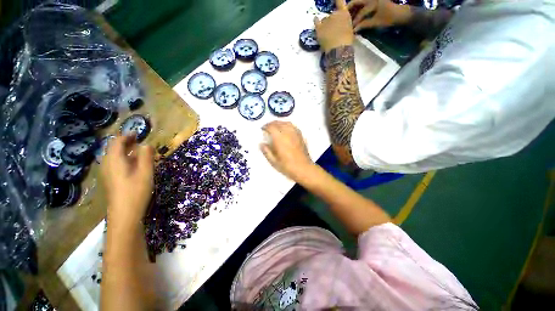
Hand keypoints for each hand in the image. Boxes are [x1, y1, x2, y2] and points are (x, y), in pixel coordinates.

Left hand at [101, 135, 154, 226]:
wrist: (124, 214)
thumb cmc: (135, 191)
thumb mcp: (145, 172)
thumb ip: (146, 156)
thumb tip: (147, 144)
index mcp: (114, 160)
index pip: (116, 142)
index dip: (126, 136)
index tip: (137, 133)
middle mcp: (107, 165)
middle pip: (113, 149)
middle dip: (125, 143)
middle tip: (138, 140)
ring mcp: (107, 174)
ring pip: (114, 157)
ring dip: (125, 151)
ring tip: (138, 151)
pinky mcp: (111, 180)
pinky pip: (115, 164)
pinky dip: (124, 159)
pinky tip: (133, 164)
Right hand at [261, 121, 313, 180]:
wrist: (303, 169)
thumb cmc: (287, 166)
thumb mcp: (273, 161)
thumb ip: (266, 151)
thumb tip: (261, 144)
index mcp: (279, 138)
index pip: (271, 127)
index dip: (265, 126)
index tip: (262, 129)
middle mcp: (287, 133)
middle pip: (278, 123)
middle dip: (272, 124)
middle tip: (268, 128)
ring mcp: (295, 134)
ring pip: (286, 123)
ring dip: (280, 123)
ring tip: (276, 127)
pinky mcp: (301, 136)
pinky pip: (293, 126)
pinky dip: (287, 125)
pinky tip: (286, 130)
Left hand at [314, 0, 354, 51]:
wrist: (339, 49)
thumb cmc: (347, 42)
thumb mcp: (349, 29)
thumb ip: (344, 24)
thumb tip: (340, 25)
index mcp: (344, 14)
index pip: (340, 2)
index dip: (337, 0)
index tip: (335, 0)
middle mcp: (334, 14)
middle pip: (331, 15)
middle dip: (332, 21)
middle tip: (333, 32)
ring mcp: (326, 20)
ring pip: (324, 21)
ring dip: (325, 25)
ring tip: (328, 35)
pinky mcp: (319, 28)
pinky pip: (316, 22)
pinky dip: (316, 21)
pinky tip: (316, 19)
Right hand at [347, 0, 410, 31]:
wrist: (399, 14)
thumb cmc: (389, 18)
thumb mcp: (377, 22)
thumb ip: (365, 25)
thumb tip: (354, 30)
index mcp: (374, 2)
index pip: (361, 12)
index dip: (355, 21)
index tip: (350, 28)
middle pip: (356, 1)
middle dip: (349, 9)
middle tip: (343, 18)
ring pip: (358, 2)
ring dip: (352, 9)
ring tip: (347, 18)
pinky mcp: (372, 1)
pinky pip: (362, 4)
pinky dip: (357, 9)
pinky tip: (353, 16)